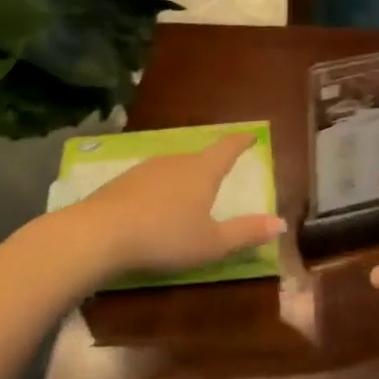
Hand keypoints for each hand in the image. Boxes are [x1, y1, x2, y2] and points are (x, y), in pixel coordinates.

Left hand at [72, 133, 284, 277]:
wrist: (98, 234)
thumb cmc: (165, 237)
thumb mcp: (212, 243)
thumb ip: (246, 232)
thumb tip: (280, 222)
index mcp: (202, 171)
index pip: (227, 148)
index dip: (241, 142)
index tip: (251, 135)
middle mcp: (175, 162)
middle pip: (198, 158)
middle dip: (211, 165)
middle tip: (220, 173)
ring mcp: (144, 169)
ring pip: (172, 169)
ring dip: (183, 179)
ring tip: (187, 195)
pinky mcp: (119, 183)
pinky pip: (149, 182)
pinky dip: (158, 191)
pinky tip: (153, 209)